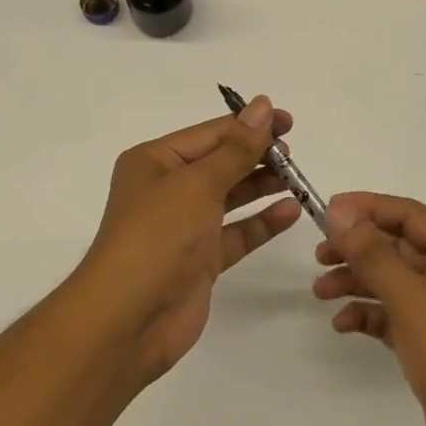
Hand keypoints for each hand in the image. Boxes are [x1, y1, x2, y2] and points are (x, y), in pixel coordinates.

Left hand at [72, 96, 302, 380]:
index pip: (210, 134)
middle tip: (293, 155)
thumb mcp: (198, 183)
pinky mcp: (200, 260)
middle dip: (257, 156)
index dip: (250, 125)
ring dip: (262, 186)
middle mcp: (168, 190)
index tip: (289, 122)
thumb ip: (237, 148)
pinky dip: (261, 222)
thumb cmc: (157, 236)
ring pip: (230, 197)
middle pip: (221, 163)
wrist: (128, 320)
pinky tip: (290, 211)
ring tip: (297, 179)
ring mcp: (184, 227)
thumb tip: (263, 105)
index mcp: (155, 161)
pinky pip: (236, 233)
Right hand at [314, 192, 425, 425]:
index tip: (326, 211)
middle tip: (319, 255)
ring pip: (394, 282)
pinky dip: (369, 316)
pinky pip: (395, 316)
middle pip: (399, 247)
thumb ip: (374, 254)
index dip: (367, 208)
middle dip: (358, 249)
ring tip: (320, 291)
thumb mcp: (412, 300)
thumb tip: (341, 211)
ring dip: (357, 282)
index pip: (409, 214)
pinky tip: (343, 325)